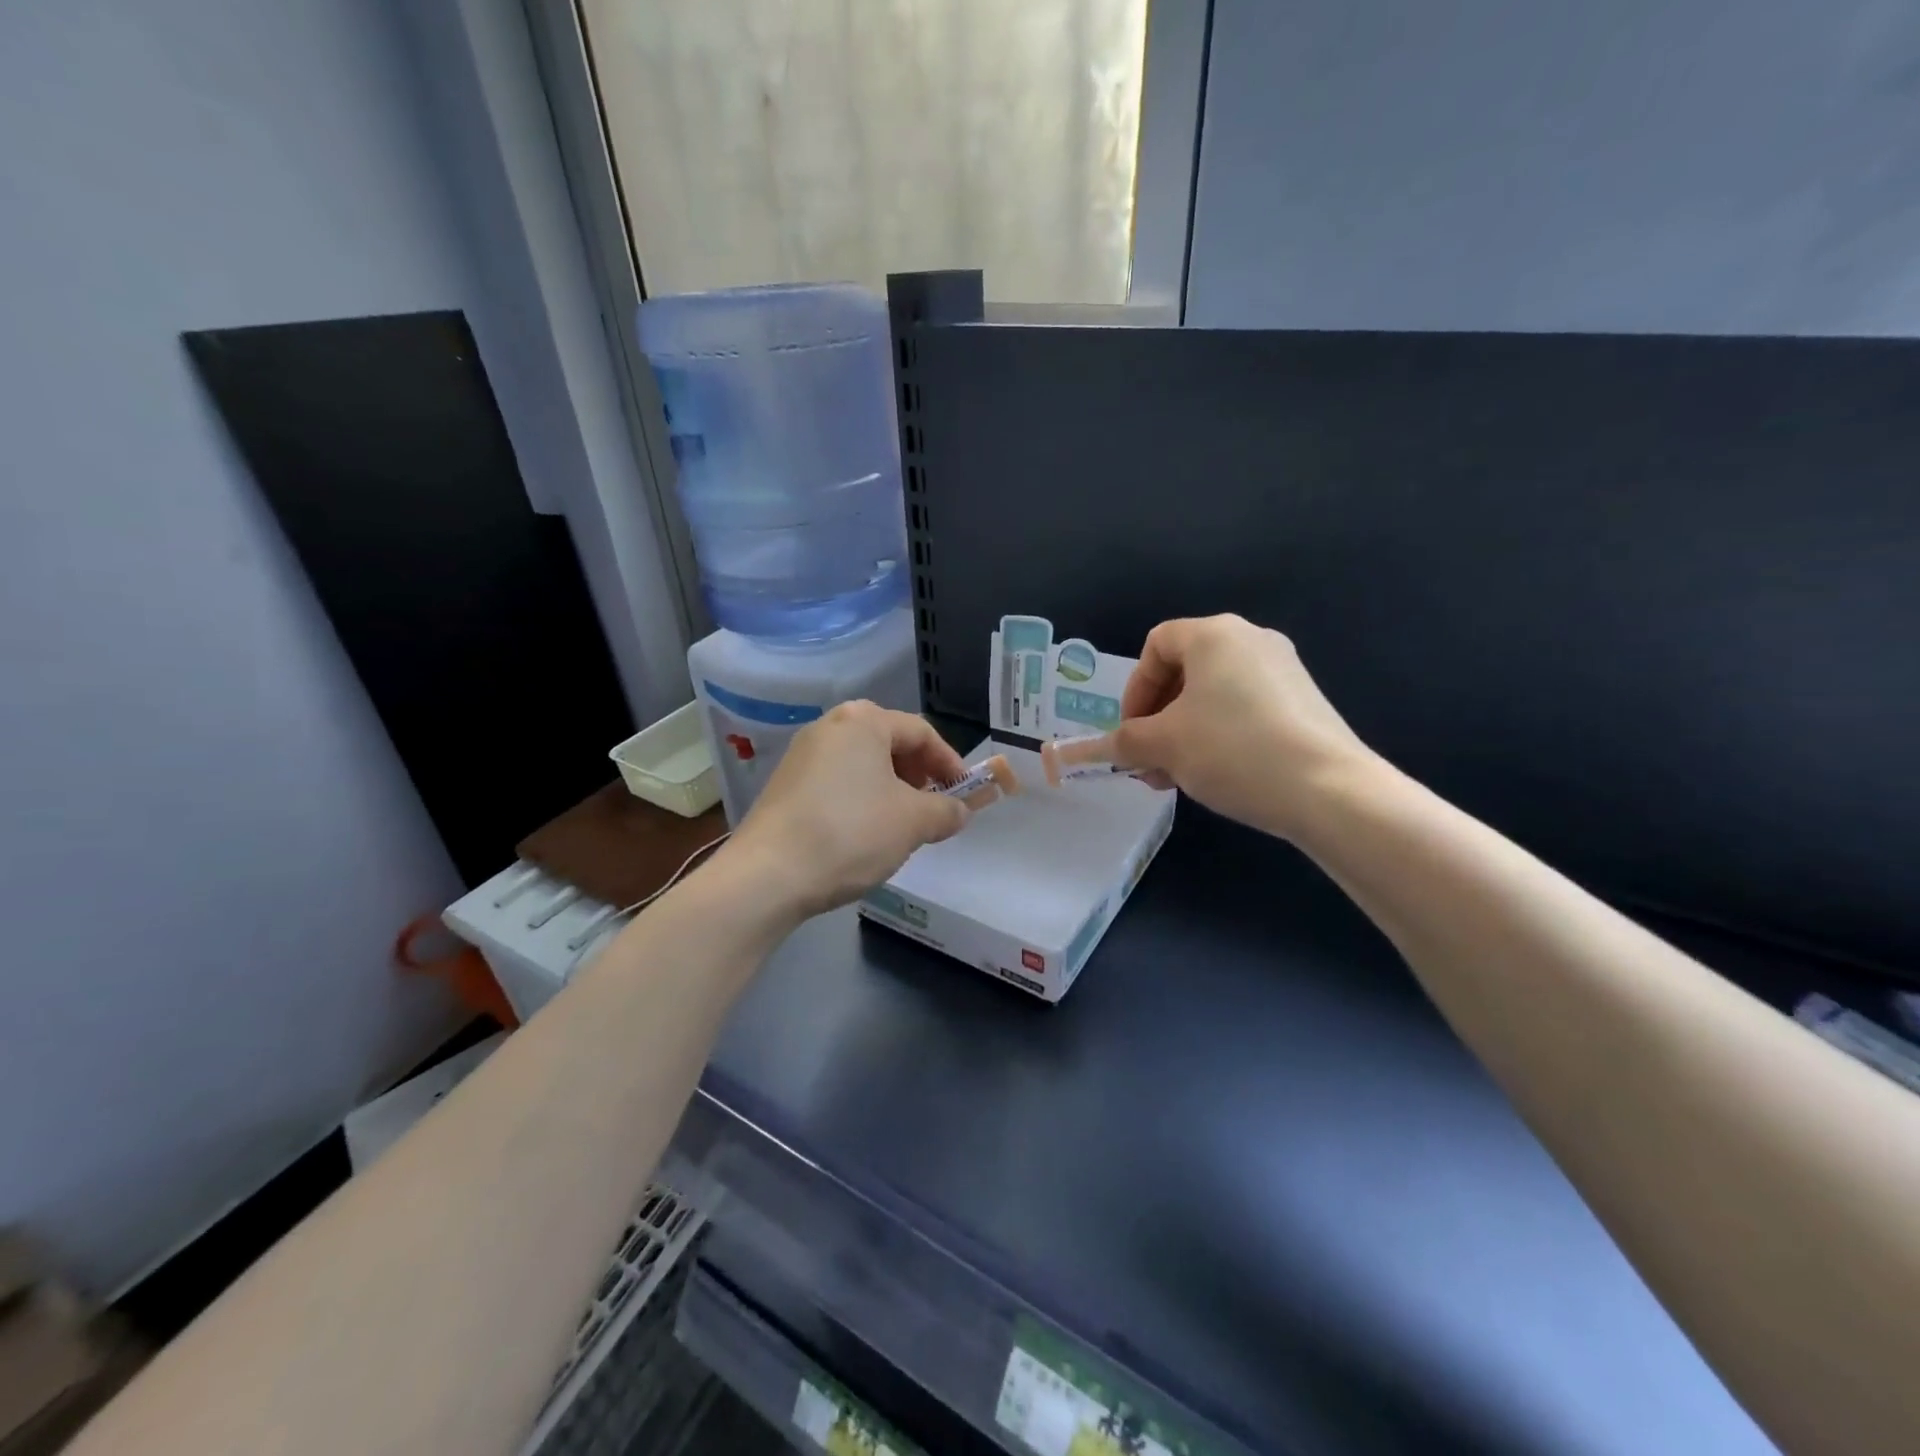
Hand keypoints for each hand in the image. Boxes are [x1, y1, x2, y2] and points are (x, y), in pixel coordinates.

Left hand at [727, 701, 970, 918]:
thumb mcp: (912, 822)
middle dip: (919, 776)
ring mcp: (802, 755)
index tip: (965, 795)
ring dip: (891, 790)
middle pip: (890, 744)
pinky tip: (864, 834)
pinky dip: (861, 800)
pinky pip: (837, 782)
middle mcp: (830, 726)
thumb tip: (960, 811)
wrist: (767, 875)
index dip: (950, 763)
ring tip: (902, 826)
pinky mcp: (785, 785)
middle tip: (934, 809)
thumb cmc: (850, 833)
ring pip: (863, 765)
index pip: (921, 732)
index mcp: (863, 721)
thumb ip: (945, 811)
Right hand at [1111, 615, 1377, 838]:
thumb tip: (1102, 748)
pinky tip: (1216, 774)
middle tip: (1147, 761)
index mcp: (1214, 634)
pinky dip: (1218, 735)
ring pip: (1212, 695)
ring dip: (1183, 733)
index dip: (1134, 690)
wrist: (1328, 790)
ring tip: (1176, 776)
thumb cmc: (1232, 750)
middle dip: (1156, 719)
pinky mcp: (1303, 701)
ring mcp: (1283, 670)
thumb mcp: (1164, 746)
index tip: (1131, 732)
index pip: (1156, 646)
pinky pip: (1243, 708)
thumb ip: (1125, 741)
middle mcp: (1251, 640)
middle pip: (1184, 671)